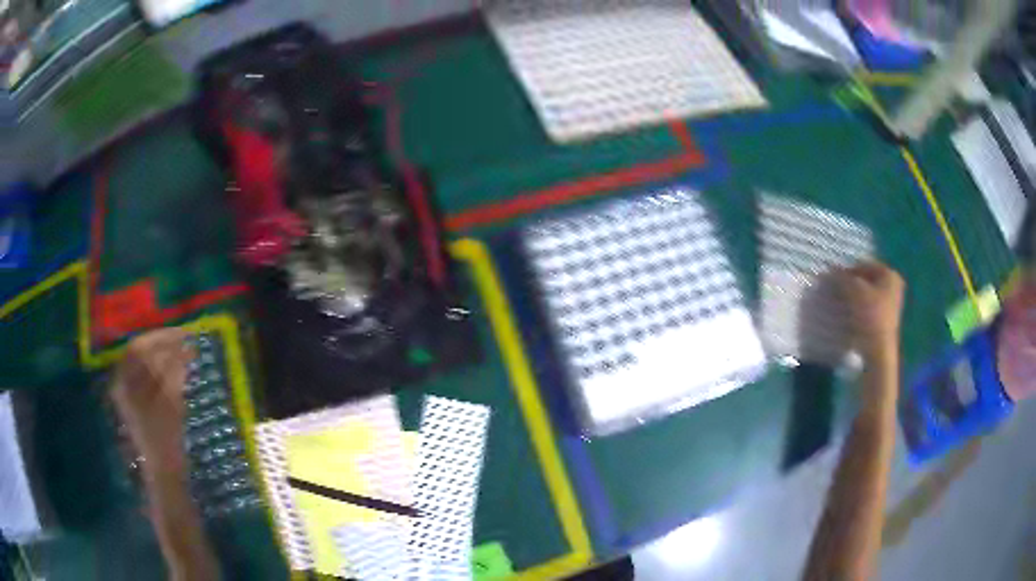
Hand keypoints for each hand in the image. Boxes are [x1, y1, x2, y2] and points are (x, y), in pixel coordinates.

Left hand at [112, 328, 193, 476]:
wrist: (164, 473)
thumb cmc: (165, 441)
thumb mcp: (170, 404)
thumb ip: (174, 373)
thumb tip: (184, 347)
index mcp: (124, 382)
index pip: (140, 347)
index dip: (162, 337)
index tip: (184, 334)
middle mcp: (122, 383)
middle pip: (141, 353)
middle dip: (164, 345)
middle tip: (187, 342)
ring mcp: (129, 394)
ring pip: (146, 365)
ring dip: (165, 357)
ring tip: (185, 355)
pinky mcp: (138, 404)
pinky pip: (149, 378)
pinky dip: (164, 371)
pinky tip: (178, 372)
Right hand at [838, 262, 904, 361]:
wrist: (878, 350)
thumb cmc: (870, 315)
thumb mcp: (854, 291)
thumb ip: (841, 277)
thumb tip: (828, 270)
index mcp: (890, 274)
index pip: (863, 265)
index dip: (847, 271)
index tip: (833, 281)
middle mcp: (894, 286)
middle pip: (866, 280)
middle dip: (850, 285)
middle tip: (835, 292)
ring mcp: (891, 304)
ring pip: (867, 294)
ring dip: (853, 298)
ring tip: (840, 305)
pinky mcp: (885, 320)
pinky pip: (869, 308)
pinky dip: (858, 309)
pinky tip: (849, 317)